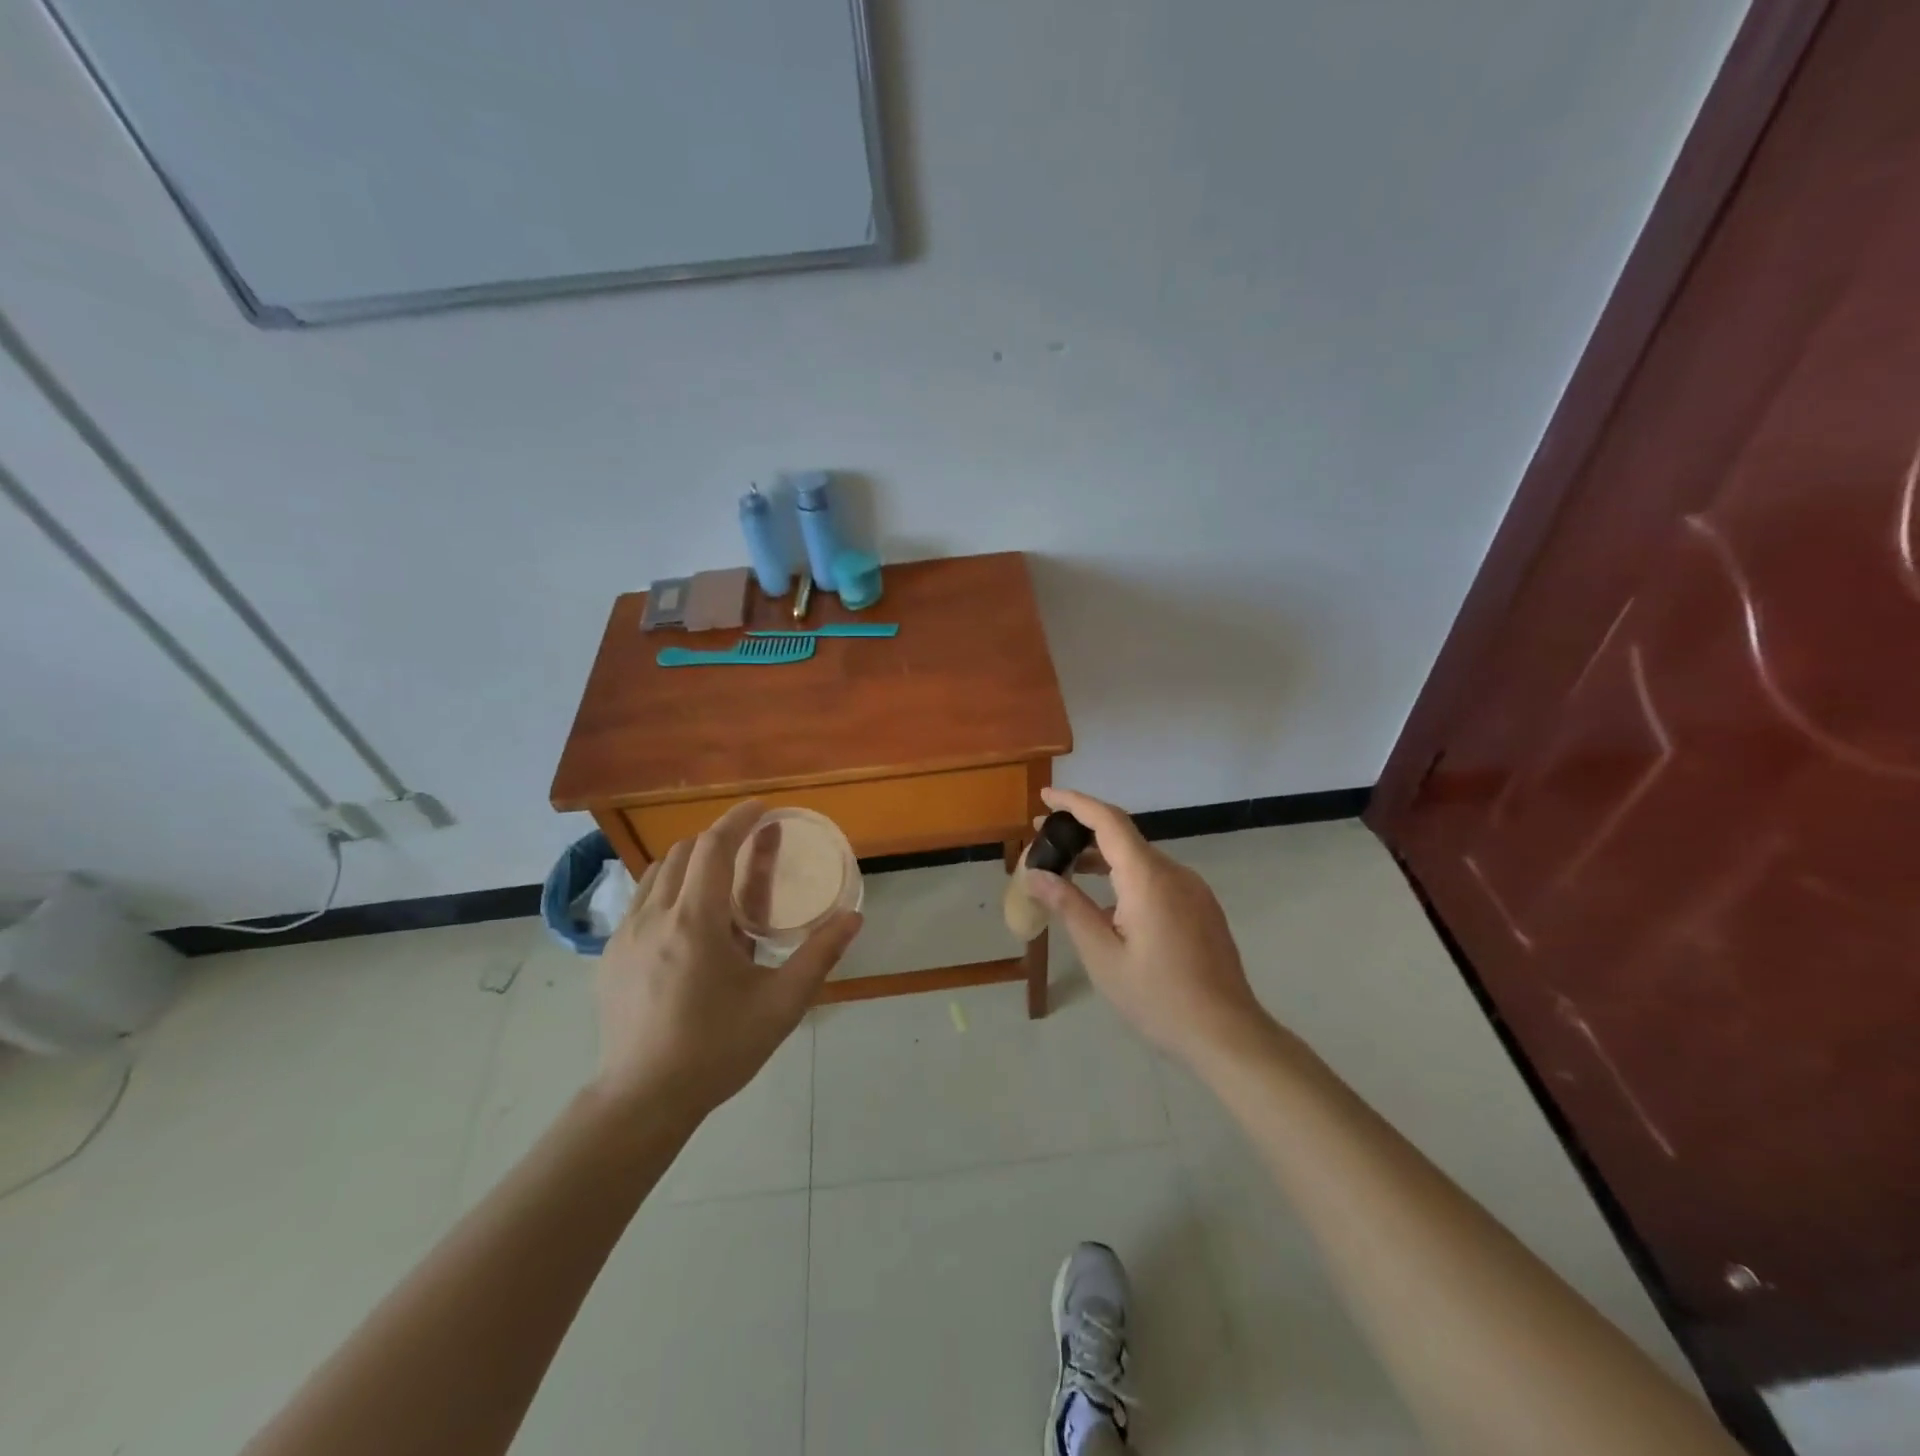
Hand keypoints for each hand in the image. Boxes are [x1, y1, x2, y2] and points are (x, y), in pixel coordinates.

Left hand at [593, 800, 861, 1118]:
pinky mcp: (610, 956)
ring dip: (689, 863)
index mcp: (694, 922)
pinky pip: (640, 902)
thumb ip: (818, 956)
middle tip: (749, 849)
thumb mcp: (781, 1005)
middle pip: (682, 852)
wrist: (642, 1100)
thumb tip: (853, 917)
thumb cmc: (717, 1050)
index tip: (763, 809)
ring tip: (719, 882)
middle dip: (717, 840)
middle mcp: (653, 917)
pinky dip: (667, 890)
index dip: (738, 820)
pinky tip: (686, 924)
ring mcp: (624, 936)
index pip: (713, 847)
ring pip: (656, 874)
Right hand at [1025, 787, 1270, 1068]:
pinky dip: (1125, 874)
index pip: (1108, 821)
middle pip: (1124, 835)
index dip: (1075, 803)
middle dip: (1083, 830)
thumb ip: (1069, 907)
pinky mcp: (1201, 907)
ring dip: (1103, 855)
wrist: (1228, 1033)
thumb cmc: (1158, 997)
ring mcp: (1193, 889)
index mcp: (1148, 878)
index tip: (1045, 795)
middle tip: (1045, 837)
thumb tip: (1035, 874)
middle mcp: (1174, 872)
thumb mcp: (1102, 955)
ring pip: (1141, 857)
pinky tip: (1107, 900)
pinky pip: (1157, 876)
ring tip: (1067, 867)